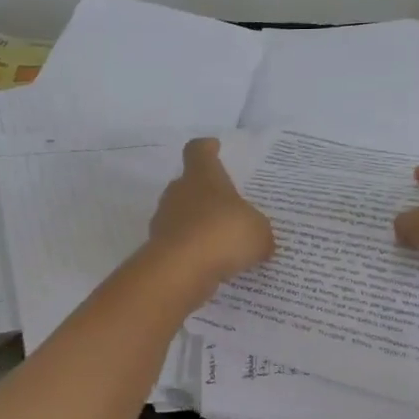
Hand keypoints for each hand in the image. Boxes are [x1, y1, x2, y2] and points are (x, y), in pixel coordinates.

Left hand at [148, 138, 274, 286]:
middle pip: (189, 184)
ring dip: (199, 225)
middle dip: (207, 195)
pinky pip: (180, 243)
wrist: (180, 270)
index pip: (198, 150)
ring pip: (183, 215)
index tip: (215, 148)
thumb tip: (259, 241)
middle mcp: (178, 192)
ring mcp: (164, 220)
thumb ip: (259, 233)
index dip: (207, 148)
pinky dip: (193, 251)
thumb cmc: (222, 233)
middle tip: (229, 208)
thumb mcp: (258, 232)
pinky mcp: (158, 248)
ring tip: (224, 243)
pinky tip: (212, 265)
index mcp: (202, 176)